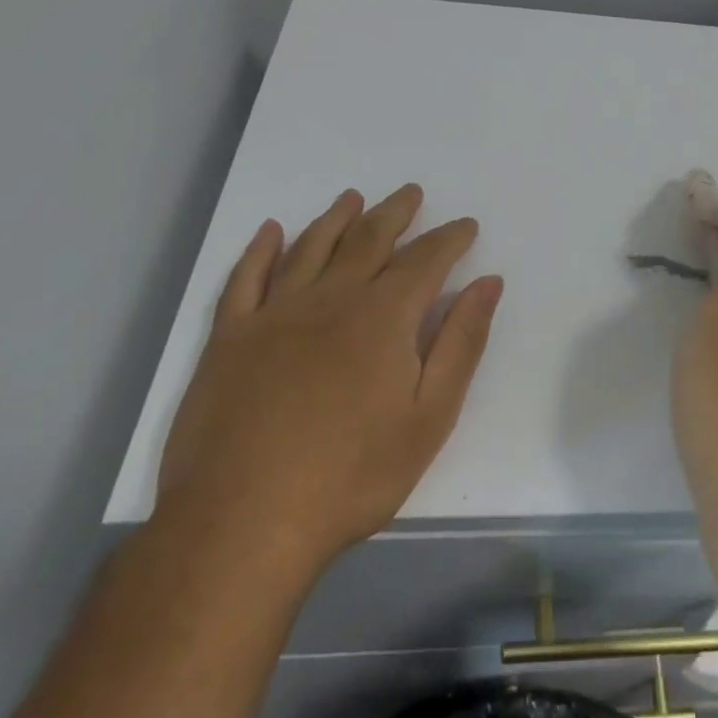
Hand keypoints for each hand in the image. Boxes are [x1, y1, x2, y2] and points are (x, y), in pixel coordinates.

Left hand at [157, 184, 502, 571]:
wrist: (242, 524)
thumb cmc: (351, 475)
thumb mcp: (429, 416)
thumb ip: (462, 342)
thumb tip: (488, 283)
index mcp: (383, 316)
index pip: (425, 260)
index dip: (449, 239)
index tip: (465, 225)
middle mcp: (330, 298)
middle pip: (369, 240)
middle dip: (395, 214)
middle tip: (411, 193)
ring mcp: (274, 315)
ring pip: (311, 248)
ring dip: (336, 218)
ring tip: (353, 198)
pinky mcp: (229, 339)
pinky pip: (245, 279)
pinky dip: (260, 250)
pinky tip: (270, 231)